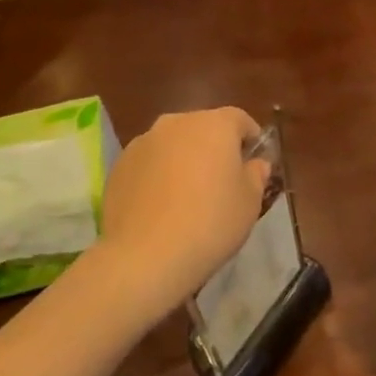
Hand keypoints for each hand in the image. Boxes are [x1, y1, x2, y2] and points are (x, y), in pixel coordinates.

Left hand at [98, 108, 271, 302]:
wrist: (146, 255)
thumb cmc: (211, 222)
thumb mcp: (250, 202)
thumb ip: (256, 174)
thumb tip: (254, 163)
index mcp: (215, 125)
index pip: (239, 119)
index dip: (251, 138)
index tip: (254, 161)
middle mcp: (176, 123)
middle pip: (203, 128)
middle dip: (214, 147)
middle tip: (222, 180)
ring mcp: (142, 143)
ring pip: (173, 144)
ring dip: (184, 160)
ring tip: (188, 196)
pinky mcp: (119, 166)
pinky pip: (149, 164)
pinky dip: (158, 176)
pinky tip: (162, 207)